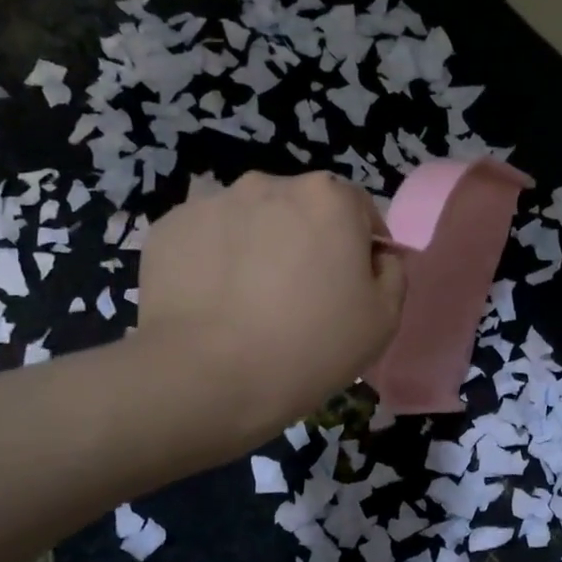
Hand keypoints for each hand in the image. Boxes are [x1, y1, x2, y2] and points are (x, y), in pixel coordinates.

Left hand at [132, 171, 404, 447]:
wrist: (206, 377)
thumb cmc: (309, 346)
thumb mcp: (383, 319)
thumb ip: (393, 273)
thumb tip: (376, 257)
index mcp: (330, 197)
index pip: (359, 210)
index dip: (361, 248)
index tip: (351, 287)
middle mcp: (271, 183)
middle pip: (302, 209)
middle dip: (307, 240)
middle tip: (300, 294)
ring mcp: (214, 202)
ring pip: (252, 220)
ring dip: (259, 245)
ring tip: (249, 299)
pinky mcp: (169, 226)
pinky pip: (207, 238)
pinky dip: (215, 259)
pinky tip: (214, 301)